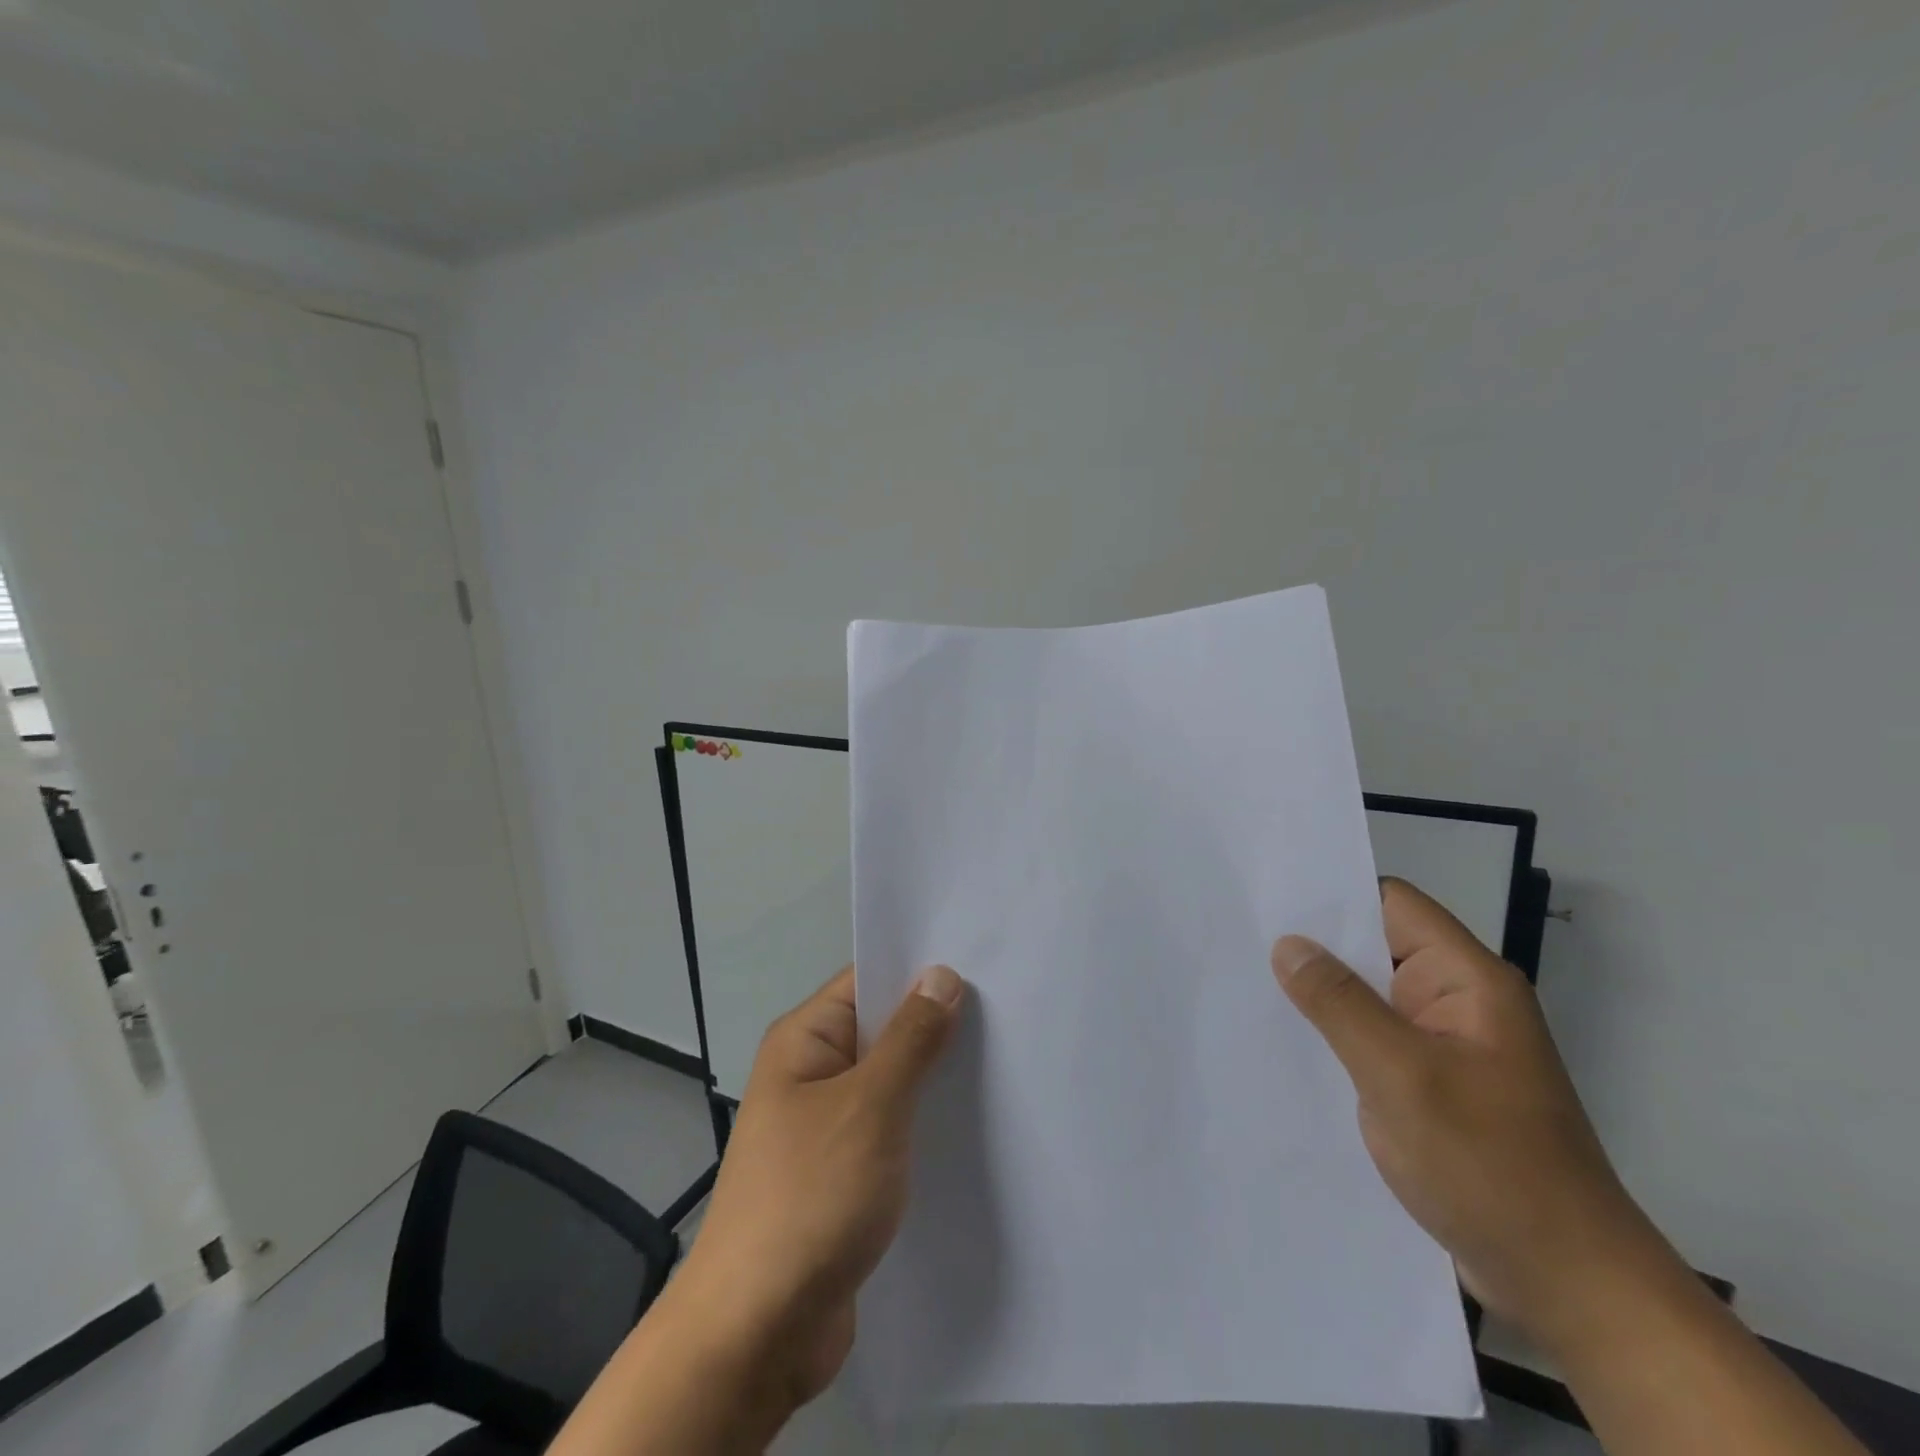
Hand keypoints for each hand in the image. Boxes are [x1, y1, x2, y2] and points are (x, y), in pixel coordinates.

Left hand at [669, 964, 967, 1412]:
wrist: (756, 1334)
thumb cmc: (810, 1197)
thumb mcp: (869, 1106)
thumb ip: (911, 1039)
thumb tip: (942, 974)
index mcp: (804, 1040)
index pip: (867, 981)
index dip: (921, 970)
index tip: (982, 963)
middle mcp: (812, 1073)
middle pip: (883, 1029)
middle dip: (938, 1024)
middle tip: (1009, 1013)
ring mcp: (827, 1126)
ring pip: (892, 1082)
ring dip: (936, 1077)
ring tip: (1006, 1061)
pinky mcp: (844, 1173)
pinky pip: (892, 1128)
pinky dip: (925, 1122)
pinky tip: (975, 1124)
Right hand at [1270, 878, 1670, 1358]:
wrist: (1568, 1287)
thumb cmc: (1490, 1166)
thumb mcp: (1402, 1076)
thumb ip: (1339, 1003)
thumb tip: (1287, 944)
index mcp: (1466, 981)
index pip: (1391, 904)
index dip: (1332, 896)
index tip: (1267, 901)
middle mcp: (1456, 1002)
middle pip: (1375, 948)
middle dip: (1313, 947)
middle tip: (1239, 941)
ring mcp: (1443, 1047)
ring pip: (1368, 998)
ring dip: (1318, 996)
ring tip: (1246, 987)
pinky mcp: (1430, 1086)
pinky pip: (1371, 1041)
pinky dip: (1332, 1037)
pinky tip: (1284, 1045)